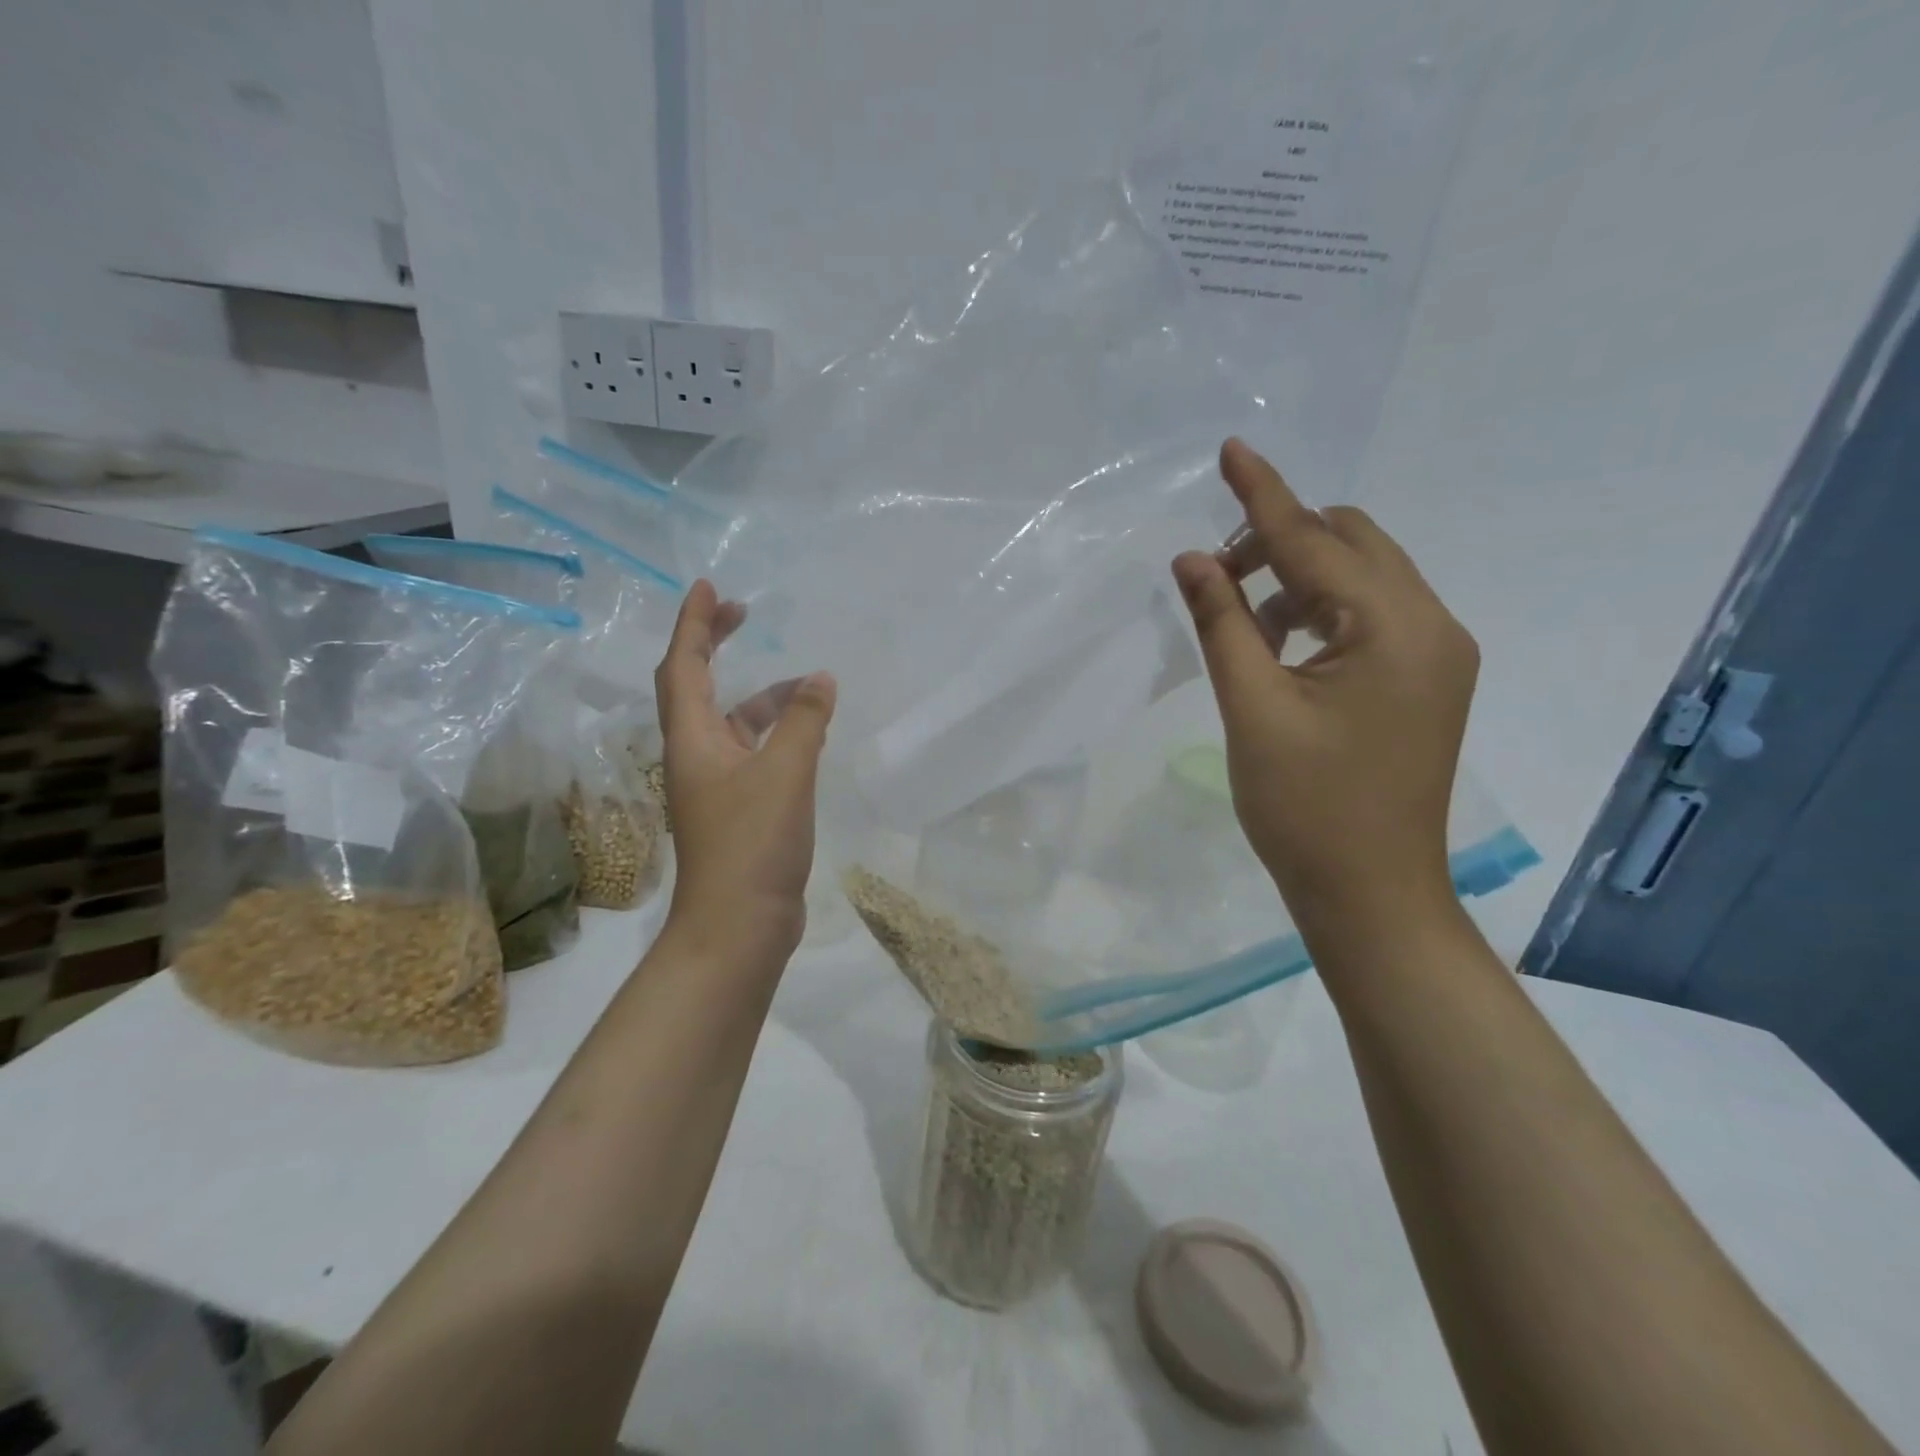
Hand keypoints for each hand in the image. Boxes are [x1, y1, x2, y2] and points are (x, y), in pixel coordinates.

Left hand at [655, 580, 836, 961]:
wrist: (739, 927)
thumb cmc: (752, 844)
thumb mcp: (786, 774)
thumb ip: (804, 722)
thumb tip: (819, 679)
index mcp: (692, 740)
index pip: (684, 665)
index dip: (695, 623)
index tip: (712, 588)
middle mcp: (696, 756)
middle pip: (697, 686)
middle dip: (716, 645)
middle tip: (746, 615)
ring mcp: (715, 786)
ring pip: (732, 724)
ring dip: (761, 697)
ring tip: (805, 686)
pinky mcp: (737, 810)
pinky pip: (753, 753)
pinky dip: (776, 734)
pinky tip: (808, 737)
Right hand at [1171, 439, 1475, 928]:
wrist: (1371, 893)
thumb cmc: (1306, 807)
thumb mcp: (1252, 710)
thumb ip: (1223, 624)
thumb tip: (1192, 559)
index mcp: (1397, 629)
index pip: (1316, 542)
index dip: (1264, 496)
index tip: (1231, 449)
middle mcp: (1433, 626)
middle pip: (1354, 544)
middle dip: (1282, 541)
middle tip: (1217, 575)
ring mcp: (1438, 655)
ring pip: (1363, 579)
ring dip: (1300, 579)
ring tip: (1242, 621)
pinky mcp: (1426, 681)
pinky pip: (1371, 617)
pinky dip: (1321, 613)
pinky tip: (1280, 647)